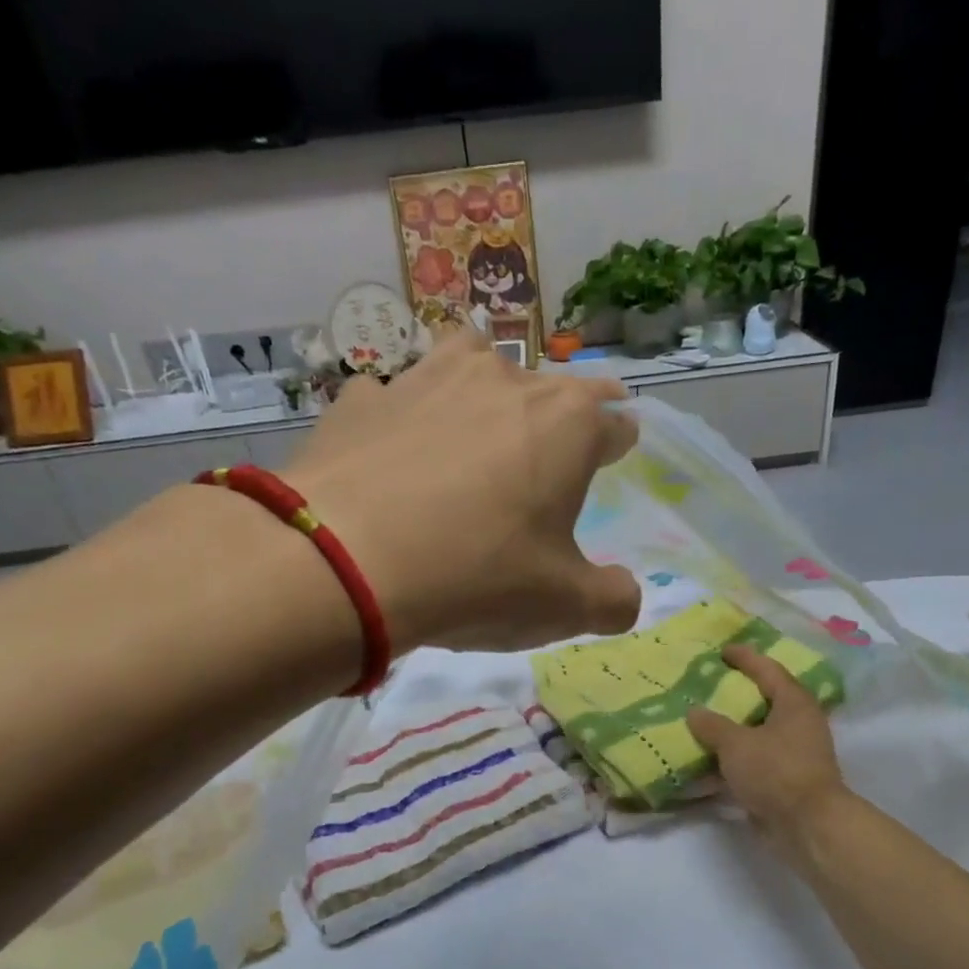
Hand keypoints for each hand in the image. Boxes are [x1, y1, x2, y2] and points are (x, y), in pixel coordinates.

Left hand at [285, 327, 640, 652]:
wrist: (344, 564)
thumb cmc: (476, 577)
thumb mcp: (563, 607)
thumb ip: (611, 600)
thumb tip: (625, 596)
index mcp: (566, 424)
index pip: (613, 420)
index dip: (617, 441)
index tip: (615, 453)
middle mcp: (502, 382)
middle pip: (549, 386)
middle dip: (559, 416)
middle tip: (550, 452)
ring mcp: (426, 379)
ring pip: (472, 361)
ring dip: (484, 388)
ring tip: (477, 424)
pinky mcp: (362, 400)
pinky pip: (396, 398)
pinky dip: (404, 420)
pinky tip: (393, 453)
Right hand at [687, 646, 848, 844]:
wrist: (808, 825)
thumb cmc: (776, 772)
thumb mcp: (736, 744)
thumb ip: (712, 726)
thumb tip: (694, 712)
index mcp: (794, 703)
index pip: (768, 670)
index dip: (745, 658)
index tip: (723, 650)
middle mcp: (800, 723)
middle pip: (766, 699)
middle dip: (739, 693)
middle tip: (711, 684)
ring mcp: (796, 753)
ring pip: (760, 732)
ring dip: (735, 728)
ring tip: (705, 721)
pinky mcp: (787, 779)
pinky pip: (756, 759)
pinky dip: (736, 757)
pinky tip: (710, 760)